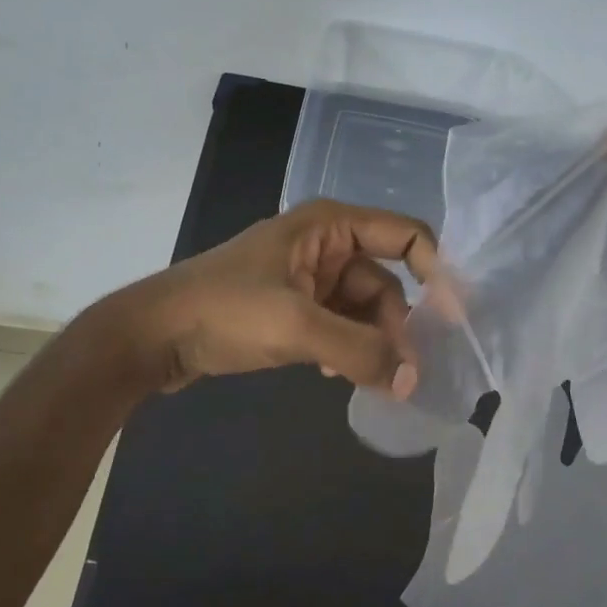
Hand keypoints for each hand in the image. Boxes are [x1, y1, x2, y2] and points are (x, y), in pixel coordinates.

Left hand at [95, 199, 438, 394]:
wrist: (152, 335)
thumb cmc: (223, 311)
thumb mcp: (296, 327)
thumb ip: (358, 351)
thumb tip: (411, 381)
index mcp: (329, 225)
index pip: (405, 236)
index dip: (436, 272)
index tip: (454, 321)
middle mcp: (324, 244)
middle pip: (385, 282)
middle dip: (396, 326)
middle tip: (402, 376)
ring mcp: (306, 276)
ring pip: (362, 309)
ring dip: (370, 342)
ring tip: (367, 379)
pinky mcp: (292, 306)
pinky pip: (338, 324)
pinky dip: (345, 347)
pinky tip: (332, 373)